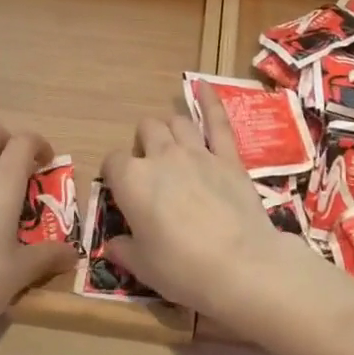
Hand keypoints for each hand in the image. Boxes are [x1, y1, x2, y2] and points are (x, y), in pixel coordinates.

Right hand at [99, 91, 296, 322]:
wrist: (241, 267)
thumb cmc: (184, 270)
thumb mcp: (144, 268)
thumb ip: (124, 250)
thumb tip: (113, 244)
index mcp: (133, 181)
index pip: (113, 162)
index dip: (116, 175)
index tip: (122, 193)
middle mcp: (162, 156)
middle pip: (146, 130)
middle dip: (144, 143)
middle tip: (151, 170)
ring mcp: (197, 152)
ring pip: (177, 121)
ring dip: (171, 129)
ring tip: (172, 145)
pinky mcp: (228, 157)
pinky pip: (217, 121)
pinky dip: (210, 100)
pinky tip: (203, 84)